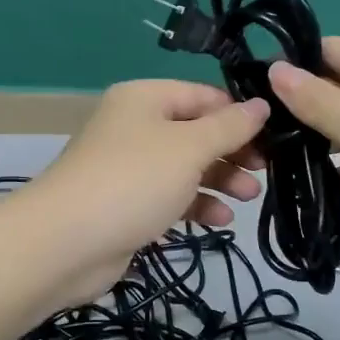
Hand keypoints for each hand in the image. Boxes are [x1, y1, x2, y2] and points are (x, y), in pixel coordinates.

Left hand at [11, 80, 268, 306]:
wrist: (64, 244)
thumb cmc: (133, 181)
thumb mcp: (189, 148)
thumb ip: (229, 127)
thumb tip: (262, 104)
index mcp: (145, 99)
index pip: (203, 95)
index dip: (239, 113)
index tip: (275, 135)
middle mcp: (135, 126)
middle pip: (196, 131)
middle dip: (233, 151)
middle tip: (266, 170)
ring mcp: (130, 167)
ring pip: (186, 166)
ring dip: (220, 179)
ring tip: (250, 197)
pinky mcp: (128, 204)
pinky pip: (171, 196)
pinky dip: (197, 204)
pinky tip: (221, 220)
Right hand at [268, 38, 339, 270]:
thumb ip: (316, 102)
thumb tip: (274, 68)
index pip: (326, 50)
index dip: (289, 64)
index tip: (249, 89)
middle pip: (335, 88)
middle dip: (297, 109)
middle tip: (253, 135)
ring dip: (316, 142)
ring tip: (270, 162)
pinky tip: (310, 188)